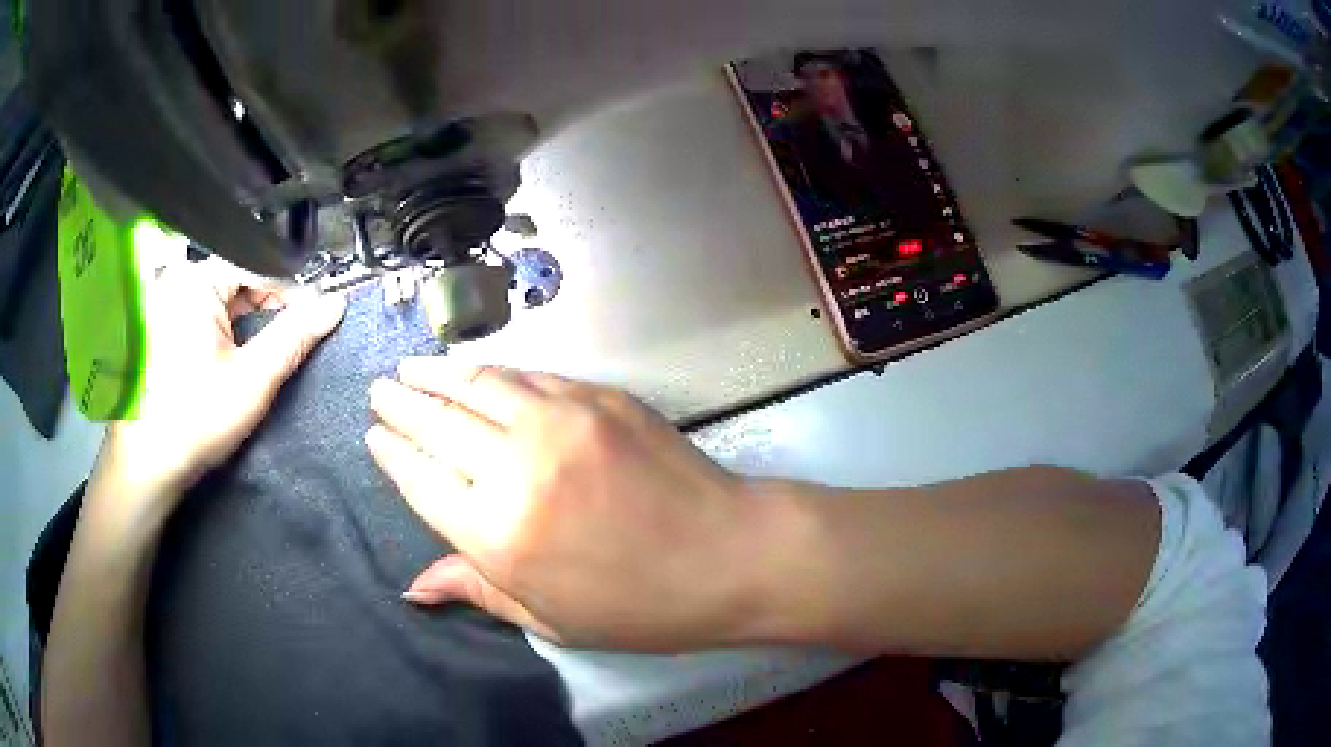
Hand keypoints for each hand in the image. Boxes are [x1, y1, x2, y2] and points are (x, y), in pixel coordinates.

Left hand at [105, 260, 345, 498]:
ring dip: (252, 322)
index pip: (259, 266)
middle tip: (294, 341)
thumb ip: (296, 336)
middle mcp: (182, 282)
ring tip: (269, 353)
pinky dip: (231, 332)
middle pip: (242, 280)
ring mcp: (171, 304)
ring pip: (227, 299)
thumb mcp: (253, 378)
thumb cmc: (198, 418)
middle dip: (271, 308)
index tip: (316, 319)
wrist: (151, 462)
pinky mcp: (167, 327)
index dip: (292, 291)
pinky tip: (239, 359)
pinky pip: (210, 315)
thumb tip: (336, 303)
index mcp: (197, 281)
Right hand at [366, 361, 766, 651]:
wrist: (730, 554)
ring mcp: (561, 421)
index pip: (419, 479)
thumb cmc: (640, 606)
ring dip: (436, 373)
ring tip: (410, 368)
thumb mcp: (551, 618)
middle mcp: (517, 467)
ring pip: (477, 385)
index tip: (373, 435)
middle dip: (400, 403)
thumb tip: (413, 587)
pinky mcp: (598, 396)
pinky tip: (475, 372)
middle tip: (378, 389)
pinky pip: (529, 375)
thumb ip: (476, 589)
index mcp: (498, 534)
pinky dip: (492, 372)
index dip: (391, 453)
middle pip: (437, 422)